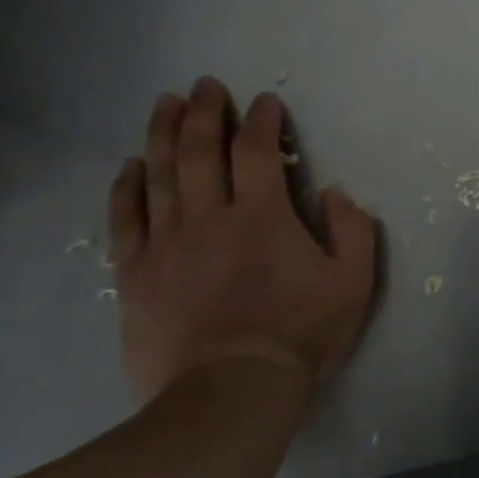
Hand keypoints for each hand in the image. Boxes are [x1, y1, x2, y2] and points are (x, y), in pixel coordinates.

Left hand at [109, 77, 378, 401]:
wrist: (229, 392)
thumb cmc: (299, 333)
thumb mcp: (353, 282)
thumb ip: (352, 230)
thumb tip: (334, 193)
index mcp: (263, 216)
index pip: (257, 152)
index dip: (262, 121)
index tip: (265, 102)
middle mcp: (210, 218)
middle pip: (199, 152)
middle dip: (204, 113)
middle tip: (205, 85)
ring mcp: (166, 245)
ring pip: (159, 175)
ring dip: (162, 135)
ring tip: (164, 104)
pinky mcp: (136, 274)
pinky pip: (126, 219)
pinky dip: (126, 188)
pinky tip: (129, 166)